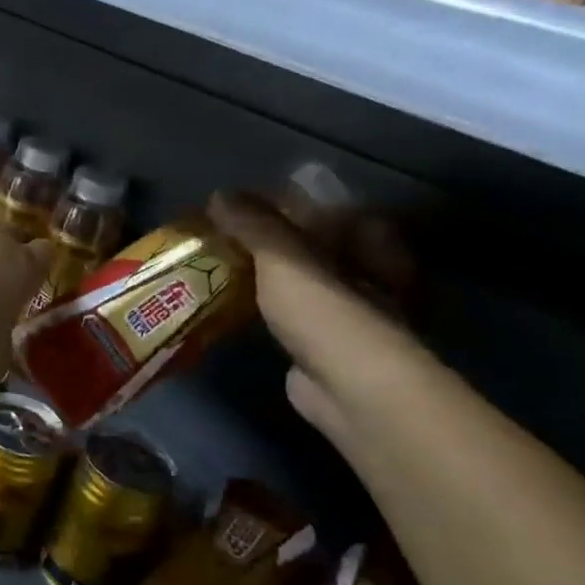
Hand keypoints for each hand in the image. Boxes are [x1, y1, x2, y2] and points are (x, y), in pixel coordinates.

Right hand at [209, 192, 426, 451]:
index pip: (318, 205)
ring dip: (261, 274)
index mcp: (367, 238)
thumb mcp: (283, 257)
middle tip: (220, 236)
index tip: (234, 206)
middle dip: (264, 240)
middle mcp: (365, 268)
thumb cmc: (325, 312)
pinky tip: (230, 303)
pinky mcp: (324, 340)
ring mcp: (346, 307)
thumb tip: (218, 195)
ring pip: (297, 278)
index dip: (276, 202)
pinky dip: (262, 304)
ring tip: (216, 266)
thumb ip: (252, 224)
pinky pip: (287, 310)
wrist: (348, 389)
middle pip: (307, 242)